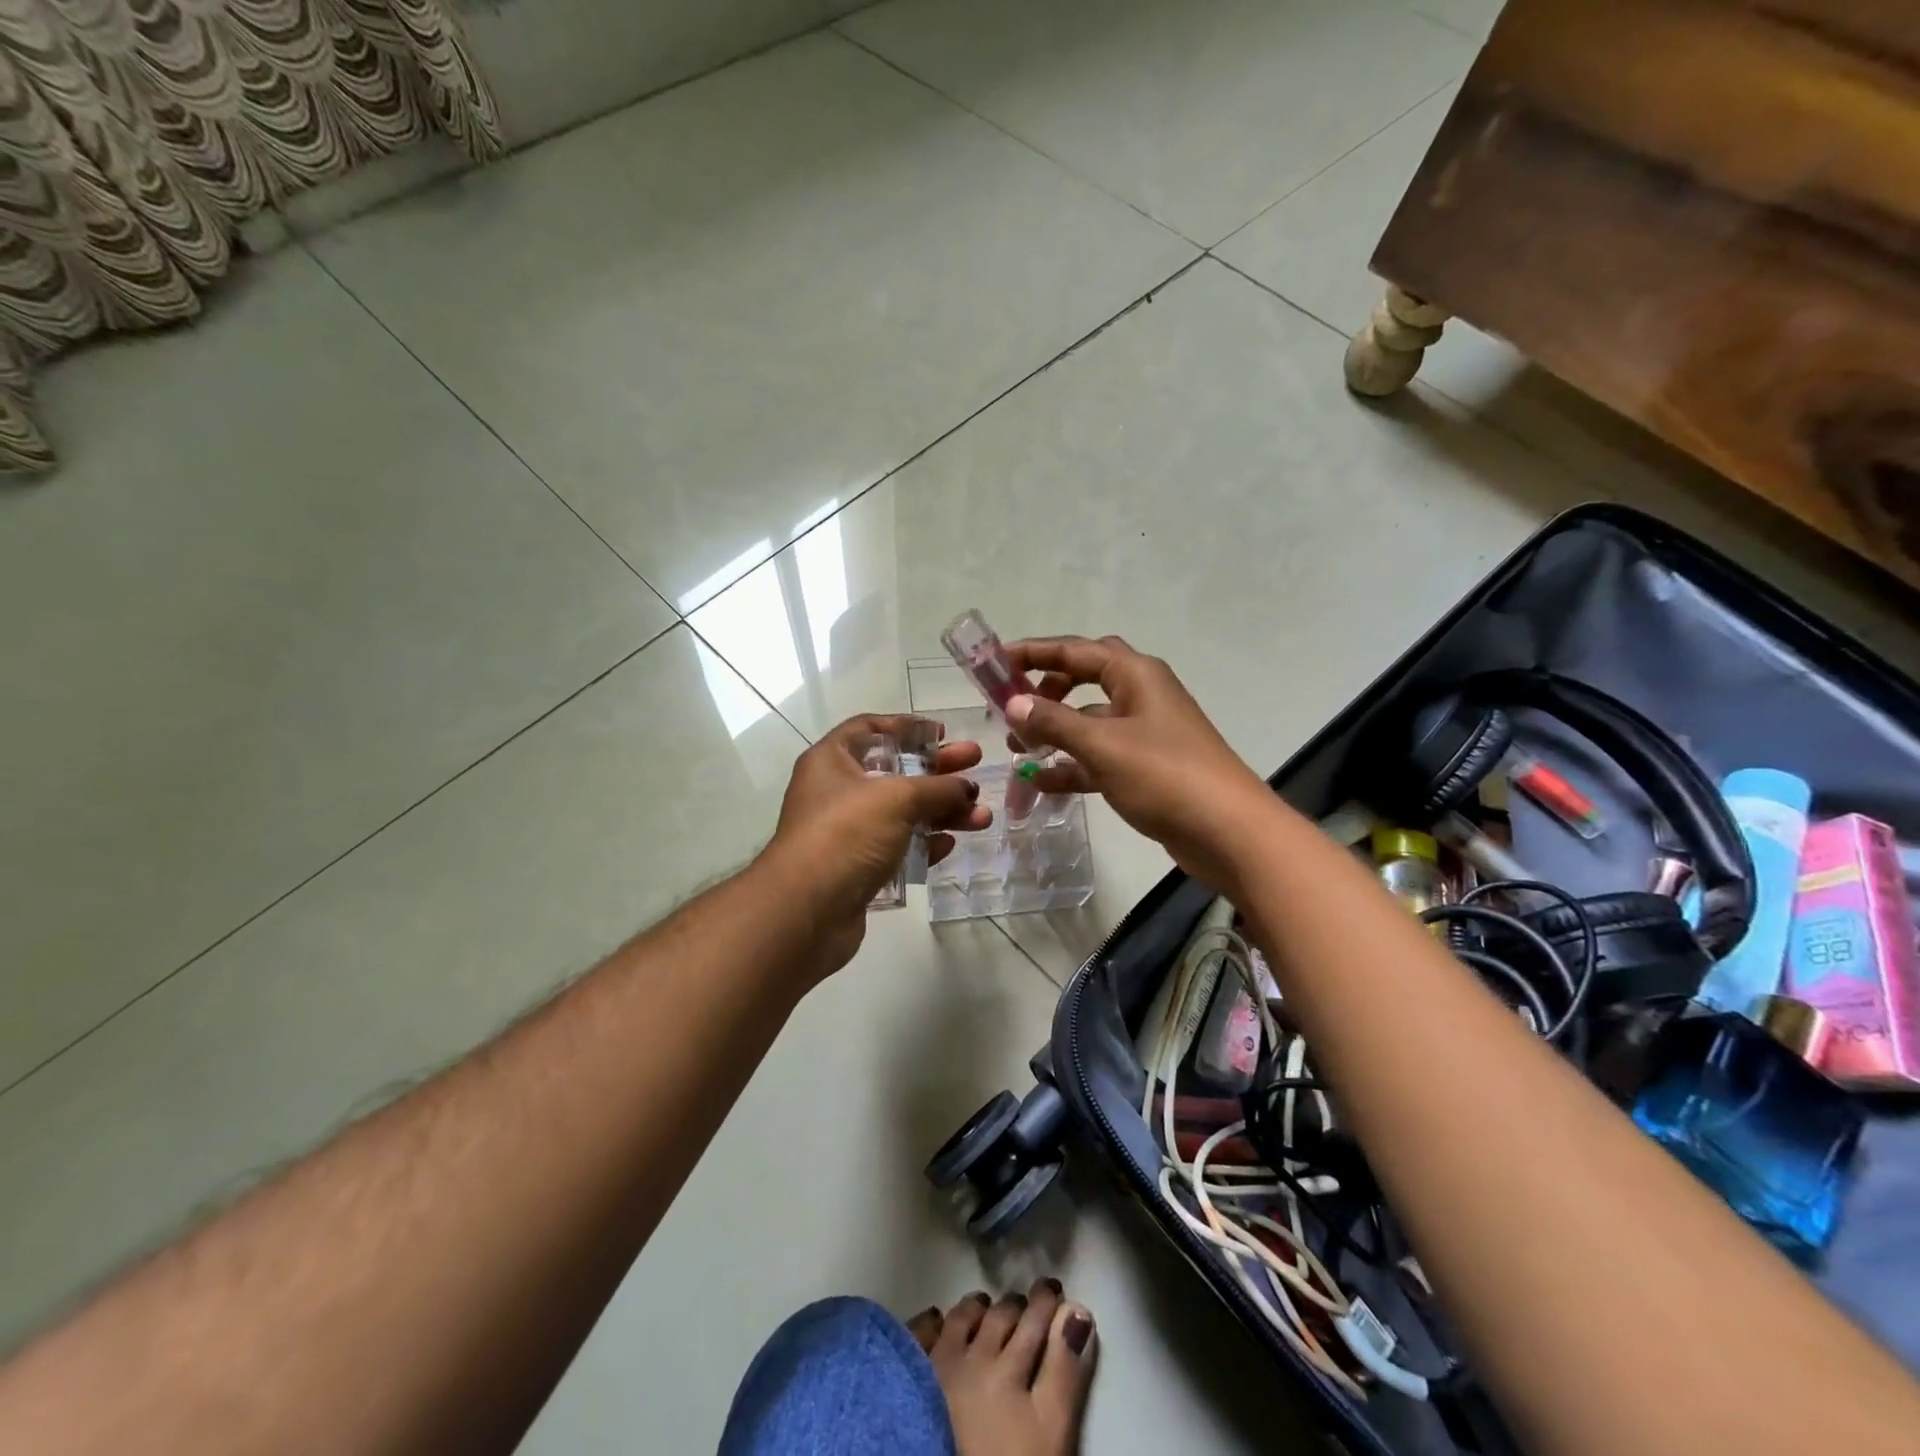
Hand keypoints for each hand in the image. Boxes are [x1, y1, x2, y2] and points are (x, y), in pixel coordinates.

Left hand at [761, 714, 990, 975]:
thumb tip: (966, 788)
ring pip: (902, 813)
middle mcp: (836, 792)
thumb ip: (937, 788)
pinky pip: (898, 848)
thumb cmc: (847, 834)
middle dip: (938, 770)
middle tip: (976, 764)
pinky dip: (924, 844)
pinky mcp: (857, 868)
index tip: (942, 733)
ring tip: (982, 817)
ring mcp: (847, 832)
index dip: (907, 727)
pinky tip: (950, 844)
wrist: (806, 910)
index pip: (870, 728)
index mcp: (832, 760)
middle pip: (895, 772)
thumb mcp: (897, 798)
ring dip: (942, 811)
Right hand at [1004, 636, 1272, 890]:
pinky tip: (1042, 783)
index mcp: (1135, 674)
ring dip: (1055, 732)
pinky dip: (1072, 765)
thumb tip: (1013, 702)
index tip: (994, 663)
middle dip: (1046, 689)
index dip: (1032, 653)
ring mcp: (1145, 733)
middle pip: (1083, 678)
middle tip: (1012, 707)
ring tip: (1018, 751)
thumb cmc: (1164, 775)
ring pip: (1089, 721)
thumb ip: (1053, 721)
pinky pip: (1099, 757)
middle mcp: (1141, 695)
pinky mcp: (1146, 768)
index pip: (1074, 650)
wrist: (1228, 832)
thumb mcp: (1102, 744)